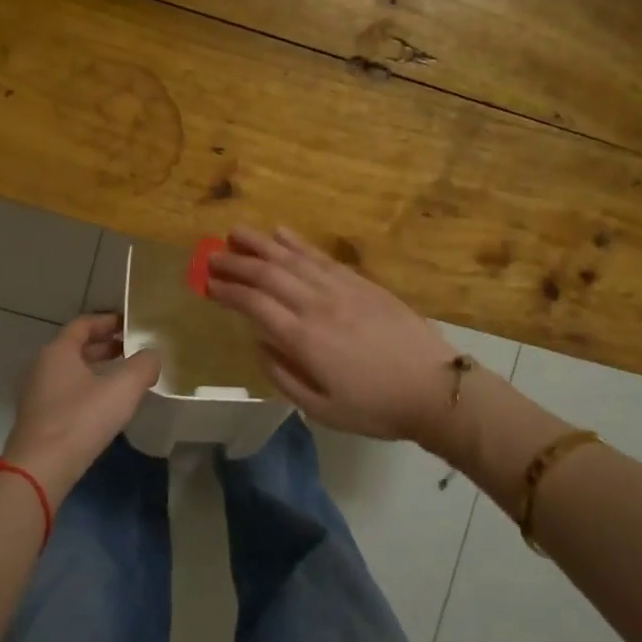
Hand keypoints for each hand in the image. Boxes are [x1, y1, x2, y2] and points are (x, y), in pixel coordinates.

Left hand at [2, 315, 160, 500]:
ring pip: (71, 372)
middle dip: (105, 345)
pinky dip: (87, 389)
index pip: (83, 324)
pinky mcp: (38, 419)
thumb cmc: (81, 419)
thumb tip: (153, 355)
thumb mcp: (123, 388)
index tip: (130, 323)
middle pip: (76, 347)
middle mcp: (42, 367)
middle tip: (132, 348)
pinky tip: (106, 405)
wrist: (41, 468)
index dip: (108, 321)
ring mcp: (37, 394)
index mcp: (58, 351)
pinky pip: (66, 393)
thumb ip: (144, 365)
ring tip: (124, 376)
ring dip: (96, 369)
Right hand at [206, 225, 452, 440]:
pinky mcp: (361, 283)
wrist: (433, 388)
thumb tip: (259, 344)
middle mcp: (317, 305)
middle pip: (268, 275)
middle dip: (236, 263)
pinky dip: (298, 243)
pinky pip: (322, 257)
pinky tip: (282, 234)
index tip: (208, 283)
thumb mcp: (322, 408)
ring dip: (261, 244)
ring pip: (292, 259)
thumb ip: (284, 376)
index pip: (254, 305)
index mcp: (304, 339)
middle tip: (211, 255)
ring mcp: (341, 289)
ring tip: (237, 233)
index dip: (228, 291)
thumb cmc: (375, 407)